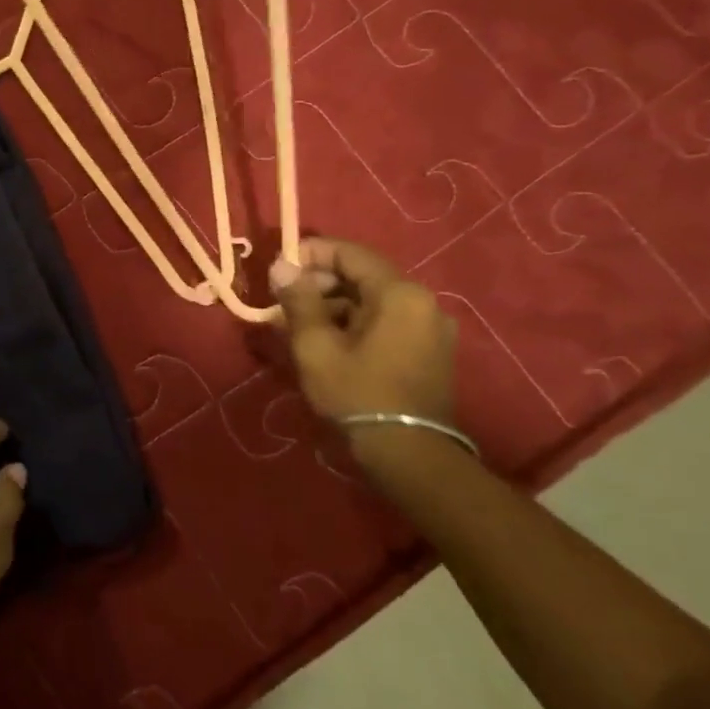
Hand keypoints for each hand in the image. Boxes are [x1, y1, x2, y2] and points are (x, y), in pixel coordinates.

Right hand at [270, 237, 457, 427]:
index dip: (310, 254)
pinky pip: (386, 321)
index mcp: (399, 293)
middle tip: (284, 302)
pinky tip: (327, 342)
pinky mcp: (430, 351)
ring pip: (372, 300)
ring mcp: (431, 328)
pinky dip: (354, 323)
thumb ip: (297, 299)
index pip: (349, 253)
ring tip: (298, 325)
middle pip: (362, 275)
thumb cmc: (357, 393)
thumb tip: (281, 265)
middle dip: (319, 283)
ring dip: (333, 305)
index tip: (278, 269)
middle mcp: (423, 302)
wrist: (409, 455)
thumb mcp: (315, 345)